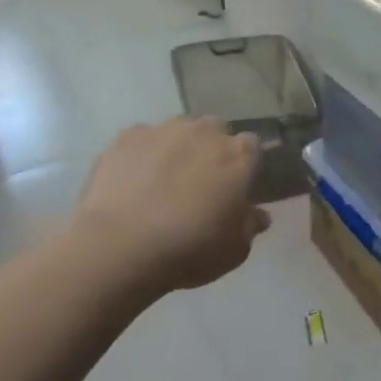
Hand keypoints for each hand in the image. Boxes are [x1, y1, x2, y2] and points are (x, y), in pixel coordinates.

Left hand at [71, 117, 270, 296]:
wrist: (122, 247)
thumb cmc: (191, 248)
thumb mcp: (235, 249)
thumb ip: (250, 225)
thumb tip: (258, 215)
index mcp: (239, 156)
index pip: (252, 146)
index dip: (245, 165)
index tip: (237, 186)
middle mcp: (205, 133)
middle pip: (216, 130)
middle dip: (212, 149)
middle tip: (202, 182)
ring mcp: (163, 131)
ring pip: (178, 131)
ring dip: (178, 148)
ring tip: (164, 180)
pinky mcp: (126, 138)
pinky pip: (142, 140)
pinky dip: (143, 155)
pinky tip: (134, 181)